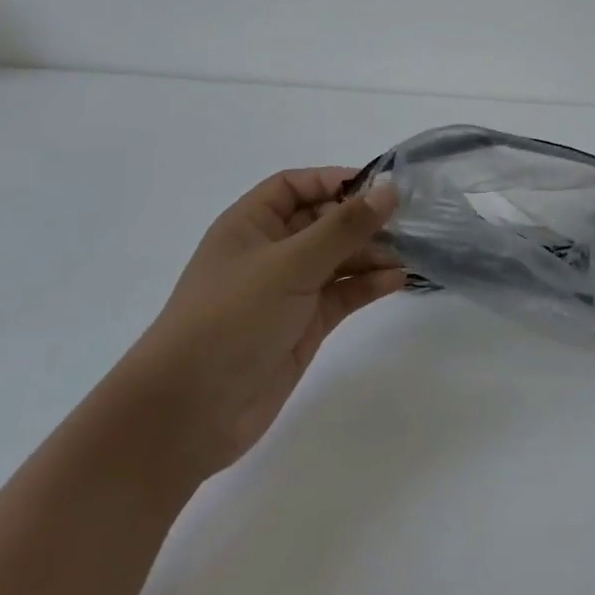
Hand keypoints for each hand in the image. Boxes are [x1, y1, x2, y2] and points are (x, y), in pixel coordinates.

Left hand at [115, 168, 401, 487]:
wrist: (187, 413)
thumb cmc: (230, 319)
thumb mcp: (290, 264)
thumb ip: (344, 226)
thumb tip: (389, 188)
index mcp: (250, 225)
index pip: (296, 186)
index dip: (334, 181)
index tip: (379, 187)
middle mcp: (270, 252)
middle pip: (323, 221)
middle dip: (361, 219)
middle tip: (406, 222)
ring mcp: (287, 291)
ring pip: (338, 258)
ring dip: (371, 254)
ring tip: (407, 255)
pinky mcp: (303, 325)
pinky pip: (343, 293)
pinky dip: (368, 285)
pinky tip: (397, 281)